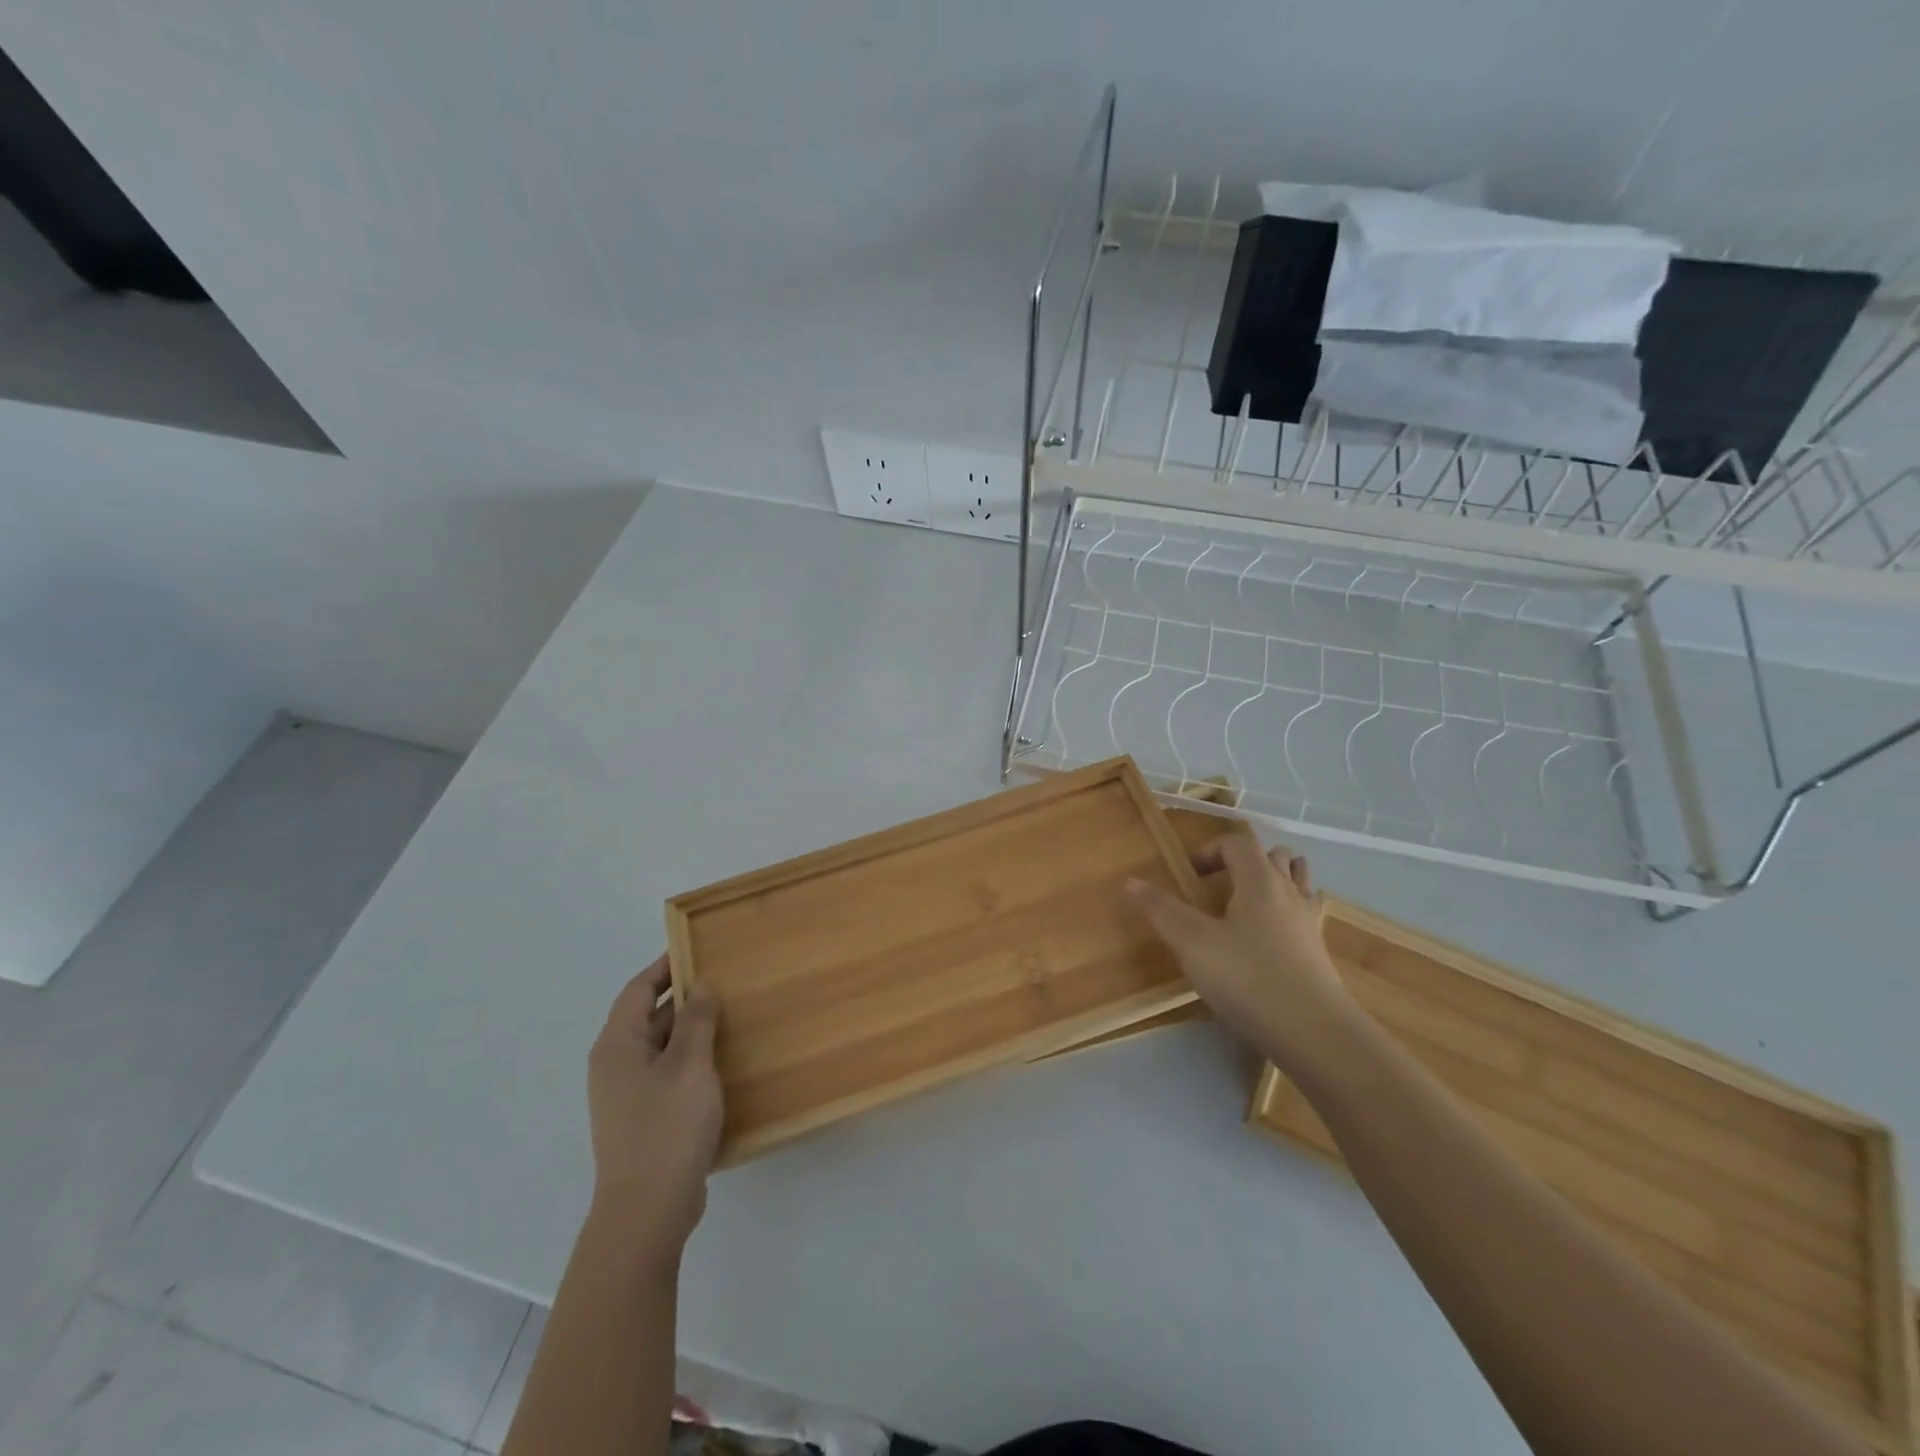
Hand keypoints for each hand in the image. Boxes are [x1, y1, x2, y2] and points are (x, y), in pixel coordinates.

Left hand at [586, 956, 723, 1262]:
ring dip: (690, 1031)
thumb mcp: (689, 1064)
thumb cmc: (667, 1127)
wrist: (647, 1211)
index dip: (666, 967)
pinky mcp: (642, 1119)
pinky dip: (690, 1060)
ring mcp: (626, 1096)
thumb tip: (699, 986)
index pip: (638, 989)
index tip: (696, 949)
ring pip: (660, 1047)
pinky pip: (666, 1074)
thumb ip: (696, 1020)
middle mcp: (615, 1065)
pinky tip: (721, 1064)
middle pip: (647, 1017)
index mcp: (617, 1045)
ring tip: (730, 1017)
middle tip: (724, 982)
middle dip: (683, 998)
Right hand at [1127, 835, 1355, 1070]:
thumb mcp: (1192, 943)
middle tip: (1216, 888)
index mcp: (1259, 880)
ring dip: (1270, 883)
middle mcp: (1288, 893)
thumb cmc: (1248, 978)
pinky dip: (1284, 914)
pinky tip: (1266, 940)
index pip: (1237, 842)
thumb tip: (1130, 881)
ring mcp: (1308, 922)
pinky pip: (1302, 914)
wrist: (1314, 1033)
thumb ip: (1161, 910)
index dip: (1210, 850)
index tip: (1189, 876)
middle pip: (1272, 856)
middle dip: (1243, 863)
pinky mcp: (1318, 953)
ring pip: (1295, 882)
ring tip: (1243, 907)